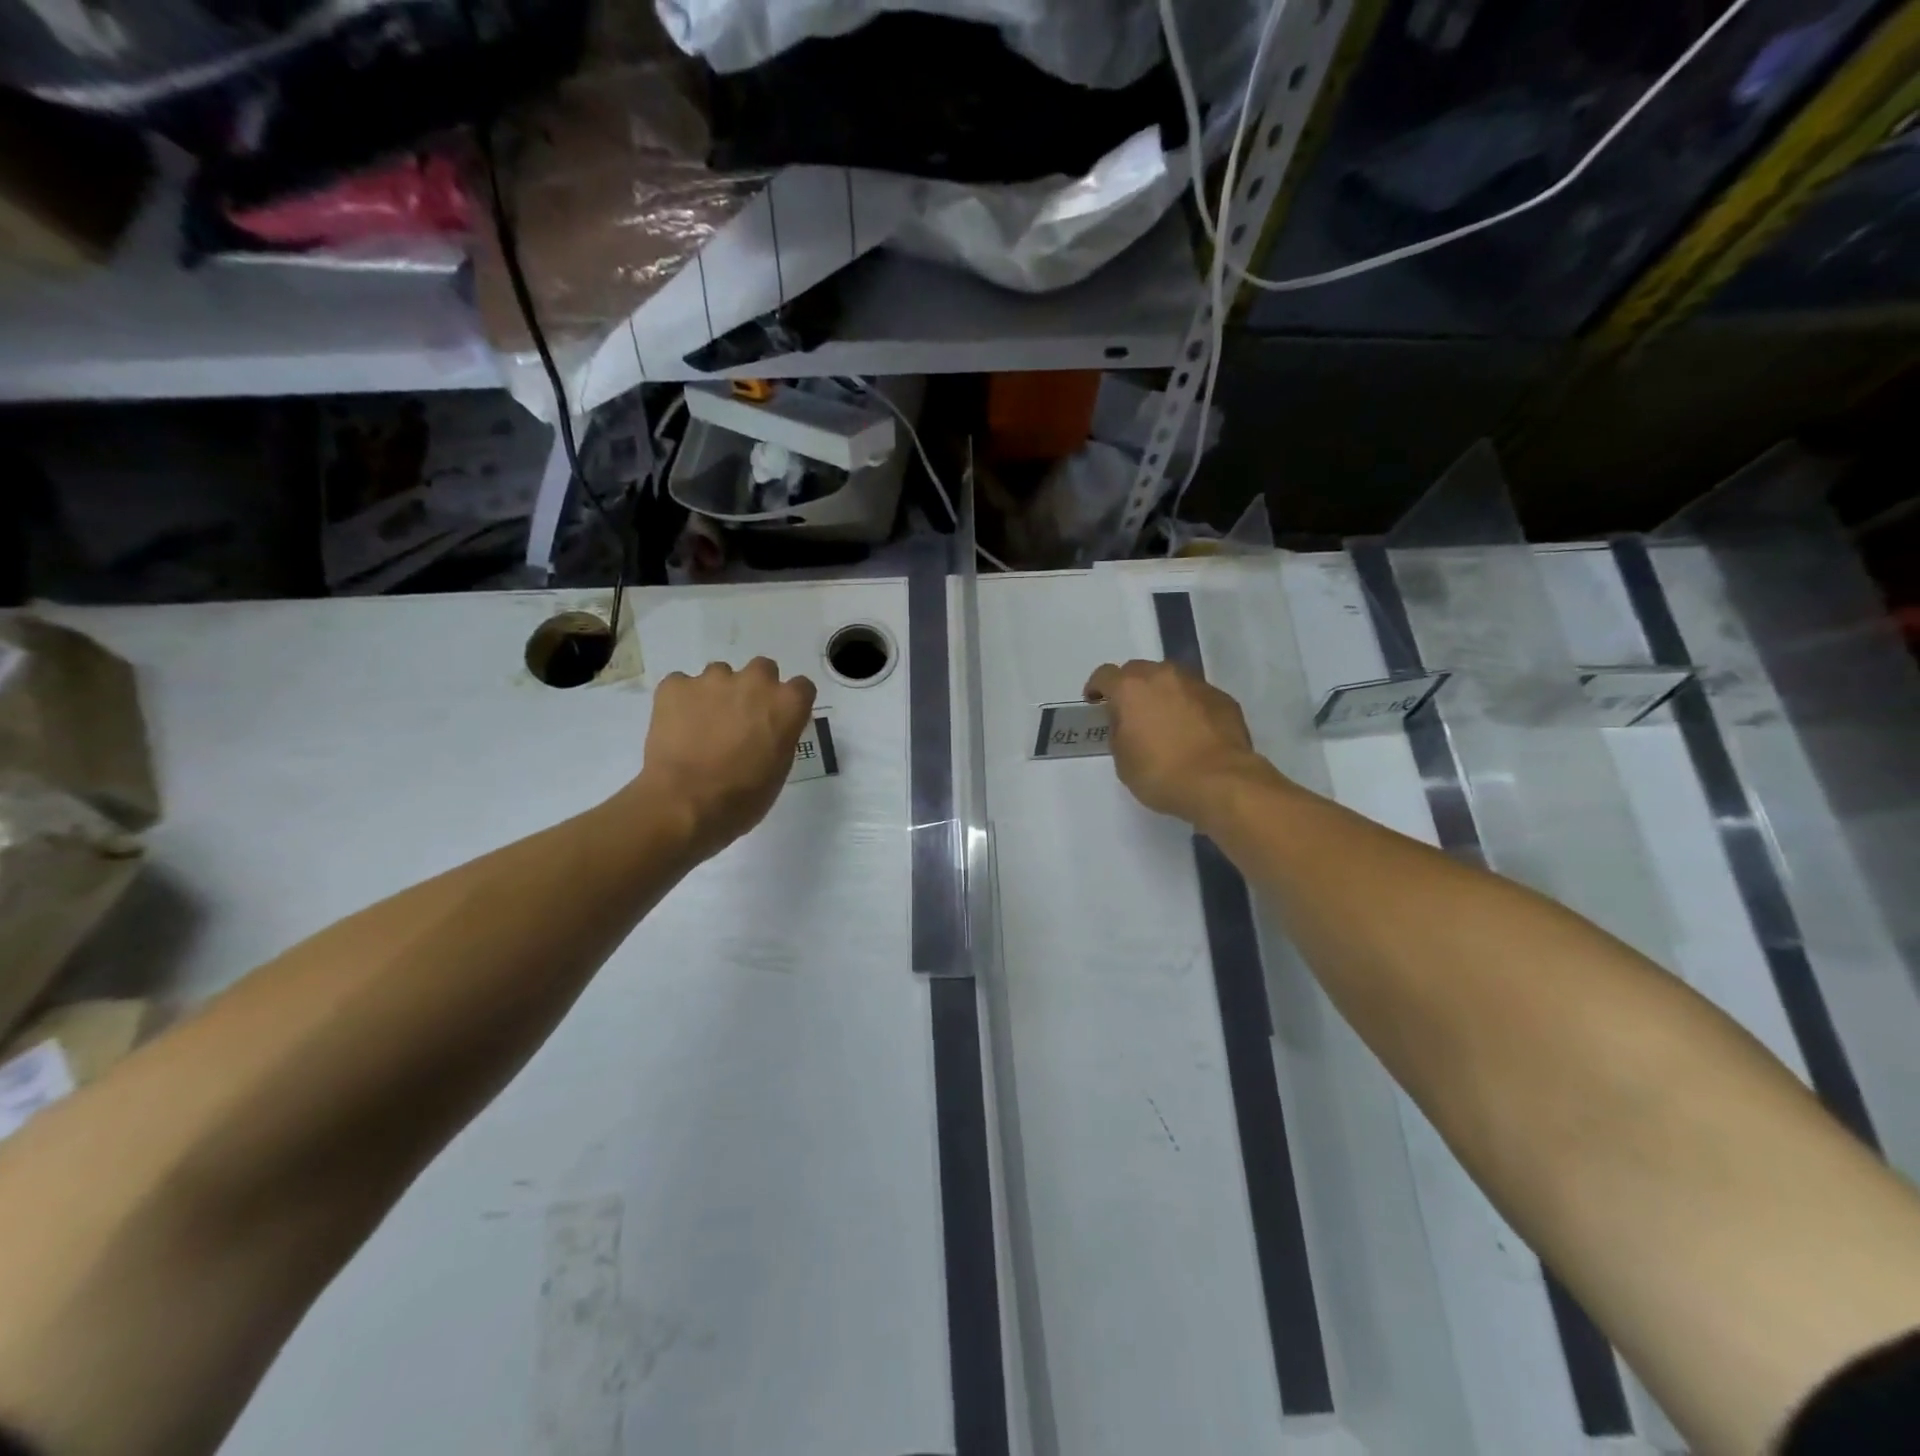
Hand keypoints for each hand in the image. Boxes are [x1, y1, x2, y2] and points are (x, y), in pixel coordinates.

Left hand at [630, 658, 816, 858]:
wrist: (684, 802)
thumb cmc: (742, 797)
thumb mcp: (779, 770)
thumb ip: (780, 737)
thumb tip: (769, 730)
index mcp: (787, 704)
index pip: (801, 687)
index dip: (789, 703)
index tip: (778, 720)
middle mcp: (755, 682)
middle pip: (763, 669)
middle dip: (755, 688)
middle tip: (741, 718)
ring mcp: (713, 679)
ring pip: (720, 674)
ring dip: (717, 693)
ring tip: (703, 725)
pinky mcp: (676, 685)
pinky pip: (682, 685)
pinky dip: (681, 701)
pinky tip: (677, 727)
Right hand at [1084, 660, 1283, 826]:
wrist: (1220, 782)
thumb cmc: (1161, 774)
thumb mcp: (1123, 760)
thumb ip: (1120, 732)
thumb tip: (1128, 723)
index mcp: (1130, 688)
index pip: (1105, 675)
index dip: (1097, 687)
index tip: (1095, 702)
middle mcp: (1163, 676)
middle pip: (1139, 671)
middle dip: (1131, 687)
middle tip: (1131, 713)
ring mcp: (1196, 684)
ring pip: (1171, 679)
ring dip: (1162, 693)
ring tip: (1164, 720)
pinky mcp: (1222, 698)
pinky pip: (1197, 696)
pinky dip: (1189, 706)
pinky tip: (1192, 731)